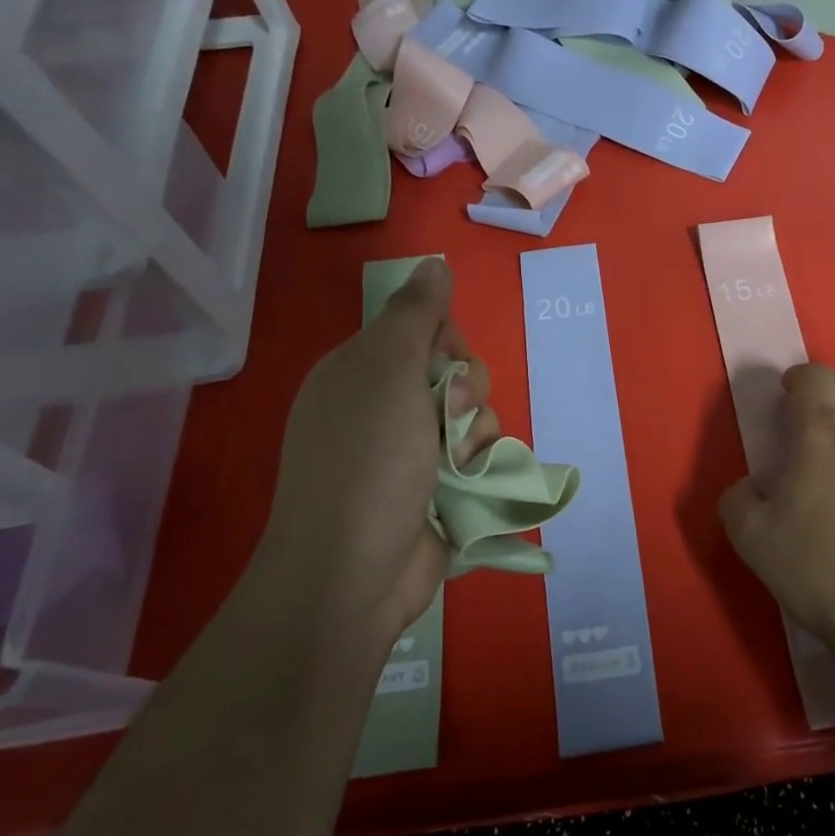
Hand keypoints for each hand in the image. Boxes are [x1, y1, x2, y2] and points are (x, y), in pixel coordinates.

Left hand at [264, 258, 498, 636]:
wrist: (353, 573)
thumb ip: (415, 314)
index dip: (446, 342)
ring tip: (460, 463)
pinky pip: (477, 454)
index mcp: (360, 371)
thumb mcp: (386, 374)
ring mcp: (410, 451)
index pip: (423, 329)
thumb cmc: (367, 463)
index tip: (443, 366)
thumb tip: (435, 262)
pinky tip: (472, 483)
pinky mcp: (437, 488)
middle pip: (455, 371)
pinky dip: (480, 463)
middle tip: (447, 418)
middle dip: (466, 390)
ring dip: (477, 431)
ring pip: (473, 414)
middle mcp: (384, 406)